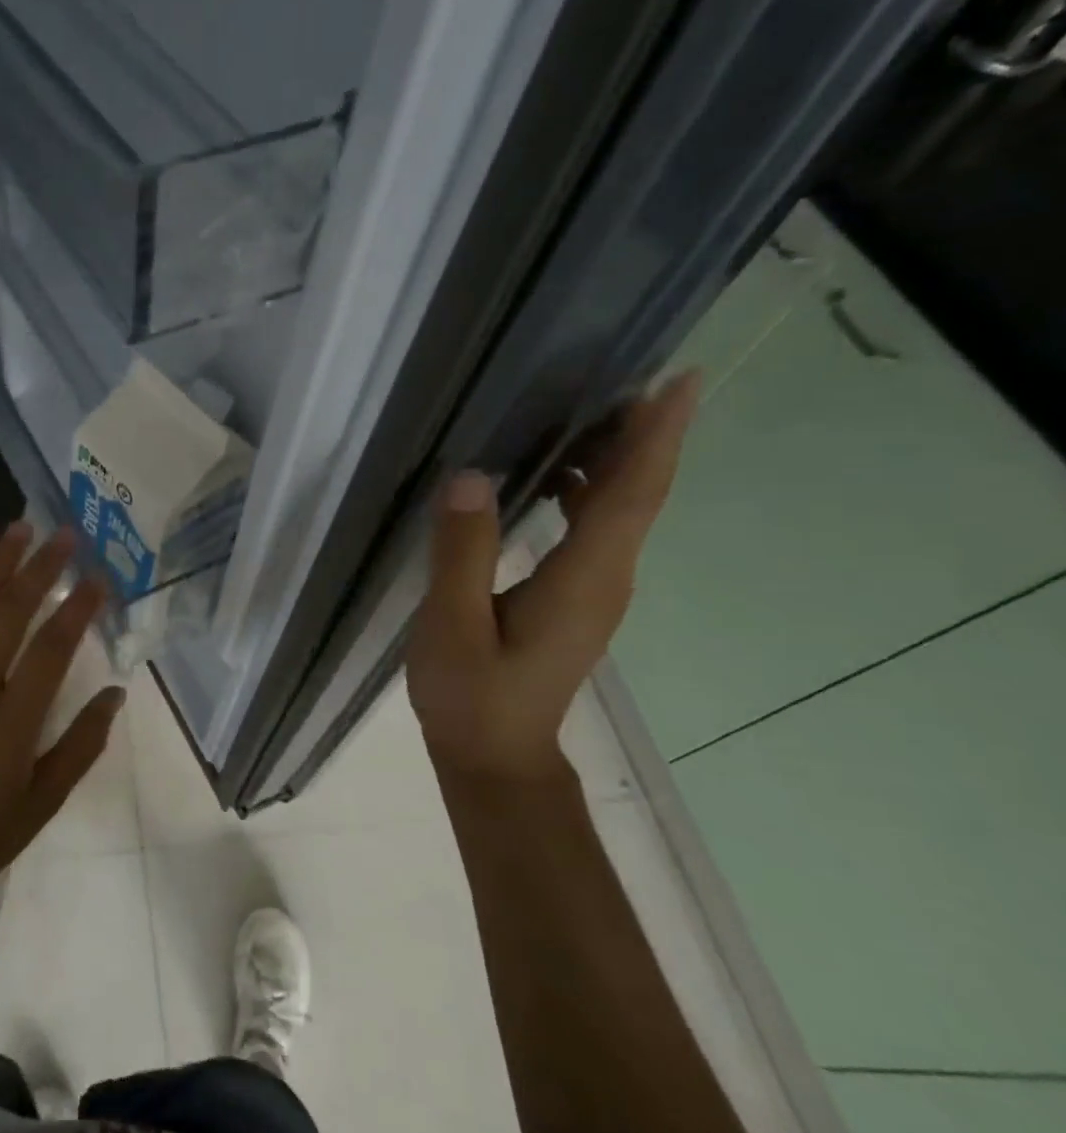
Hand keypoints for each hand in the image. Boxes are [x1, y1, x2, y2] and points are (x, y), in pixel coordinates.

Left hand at [0, 522, 122, 899]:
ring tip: (19, 529)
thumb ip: (83, 744)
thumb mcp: (46, 801)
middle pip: (6, 617)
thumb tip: (116, 692)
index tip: (99, 578)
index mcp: (9, 729)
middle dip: (38, 570)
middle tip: (63, 535)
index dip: (77, 609)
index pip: (50, 652)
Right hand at [406, 372, 698, 781]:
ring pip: (622, 510)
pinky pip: (599, 529)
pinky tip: (553, 475)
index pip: (631, 495)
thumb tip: (470, 477)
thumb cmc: (472, 697)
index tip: (680, 381)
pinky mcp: (579, 599)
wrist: (497, 758)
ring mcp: (596, 591)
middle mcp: (606, 578)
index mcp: (583, 579)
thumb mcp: (453, 625)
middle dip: (643, 433)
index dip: (656, 437)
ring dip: (617, 457)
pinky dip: (590, 490)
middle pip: (639, 494)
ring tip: (588, 410)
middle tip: (626, 374)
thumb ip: (463, 552)